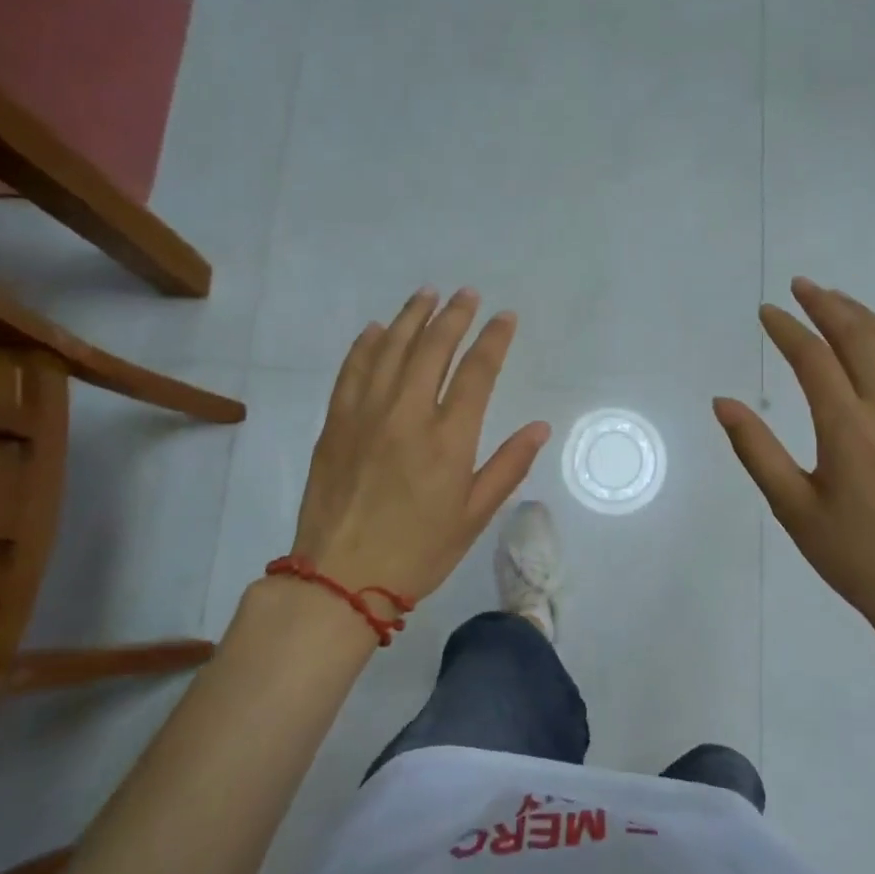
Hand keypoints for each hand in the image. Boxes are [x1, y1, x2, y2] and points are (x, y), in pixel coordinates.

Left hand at [288, 287, 550, 607]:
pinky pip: (352, 370)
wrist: (339, 579)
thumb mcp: (473, 516)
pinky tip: (376, 329)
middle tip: (467, 294)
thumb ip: (508, 466)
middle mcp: (408, 415)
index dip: (494, 339)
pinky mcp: (335, 423)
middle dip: (454, 315)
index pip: (477, 372)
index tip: (505, 317)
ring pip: (391, 349)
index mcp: (449, 440)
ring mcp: (366, 415)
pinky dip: (366, 344)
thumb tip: (539, 426)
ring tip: (427, 294)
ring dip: (411, 317)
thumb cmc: (418, 552)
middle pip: (433, 348)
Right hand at [713, 278, 874, 642]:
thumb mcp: (792, 508)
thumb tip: (723, 402)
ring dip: (864, 317)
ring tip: (837, 300)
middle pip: (859, 338)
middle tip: (800, 286)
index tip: (766, 312)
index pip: (813, 359)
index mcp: (849, 428)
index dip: (787, 329)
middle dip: (826, 305)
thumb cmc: (855, 556)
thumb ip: (756, 449)